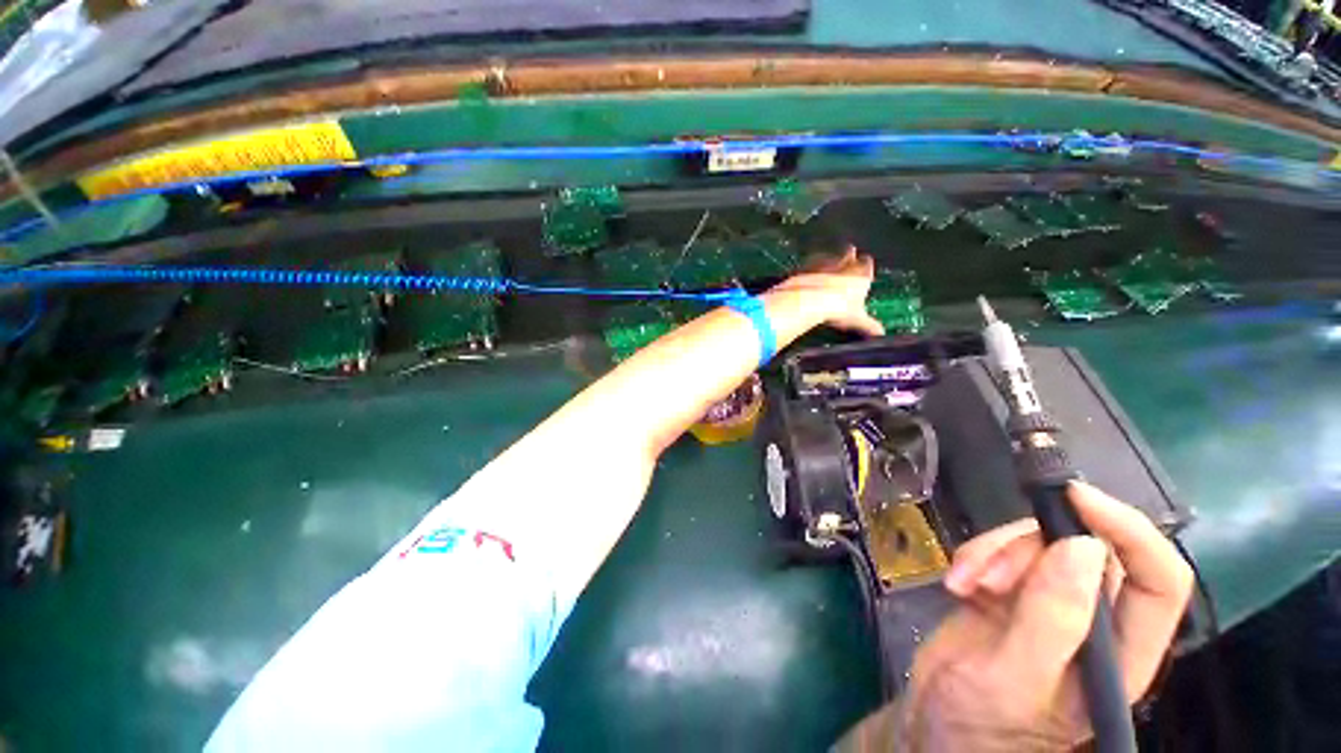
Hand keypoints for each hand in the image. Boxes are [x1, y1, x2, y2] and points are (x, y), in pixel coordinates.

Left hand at [767, 245, 884, 336]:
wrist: (811, 300)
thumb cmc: (839, 309)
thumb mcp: (857, 320)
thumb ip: (869, 325)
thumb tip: (880, 334)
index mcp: (861, 274)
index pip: (867, 264)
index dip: (865, 267)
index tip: (863, 269)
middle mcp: (845, 263)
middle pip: (848, 253)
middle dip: (848, 256)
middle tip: (846, 257)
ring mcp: (824, 262)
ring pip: (829, 256)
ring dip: (828, 260)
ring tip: (825, 267)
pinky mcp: (806, 266)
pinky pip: (809, 263)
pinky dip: (809, 268)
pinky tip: (806, 275)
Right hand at [850, 482, 1193, 751]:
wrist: (933, 724)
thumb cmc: (981, 724)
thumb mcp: (1013, 681)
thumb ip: (1052, 623)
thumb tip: (1083, 547)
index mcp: (1117, 653)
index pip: (1157, 581)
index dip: (1129, 531)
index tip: (1074, 497)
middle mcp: (1092, 622)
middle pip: (1084, 550)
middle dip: (1028, 547)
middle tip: (985, 573)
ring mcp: (1047, 603)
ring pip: (1038, 545)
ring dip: (994, 553)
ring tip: (962, 582)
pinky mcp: (1009, 591)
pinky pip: (1001, 552)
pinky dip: (975, 557)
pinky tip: (956, 583)